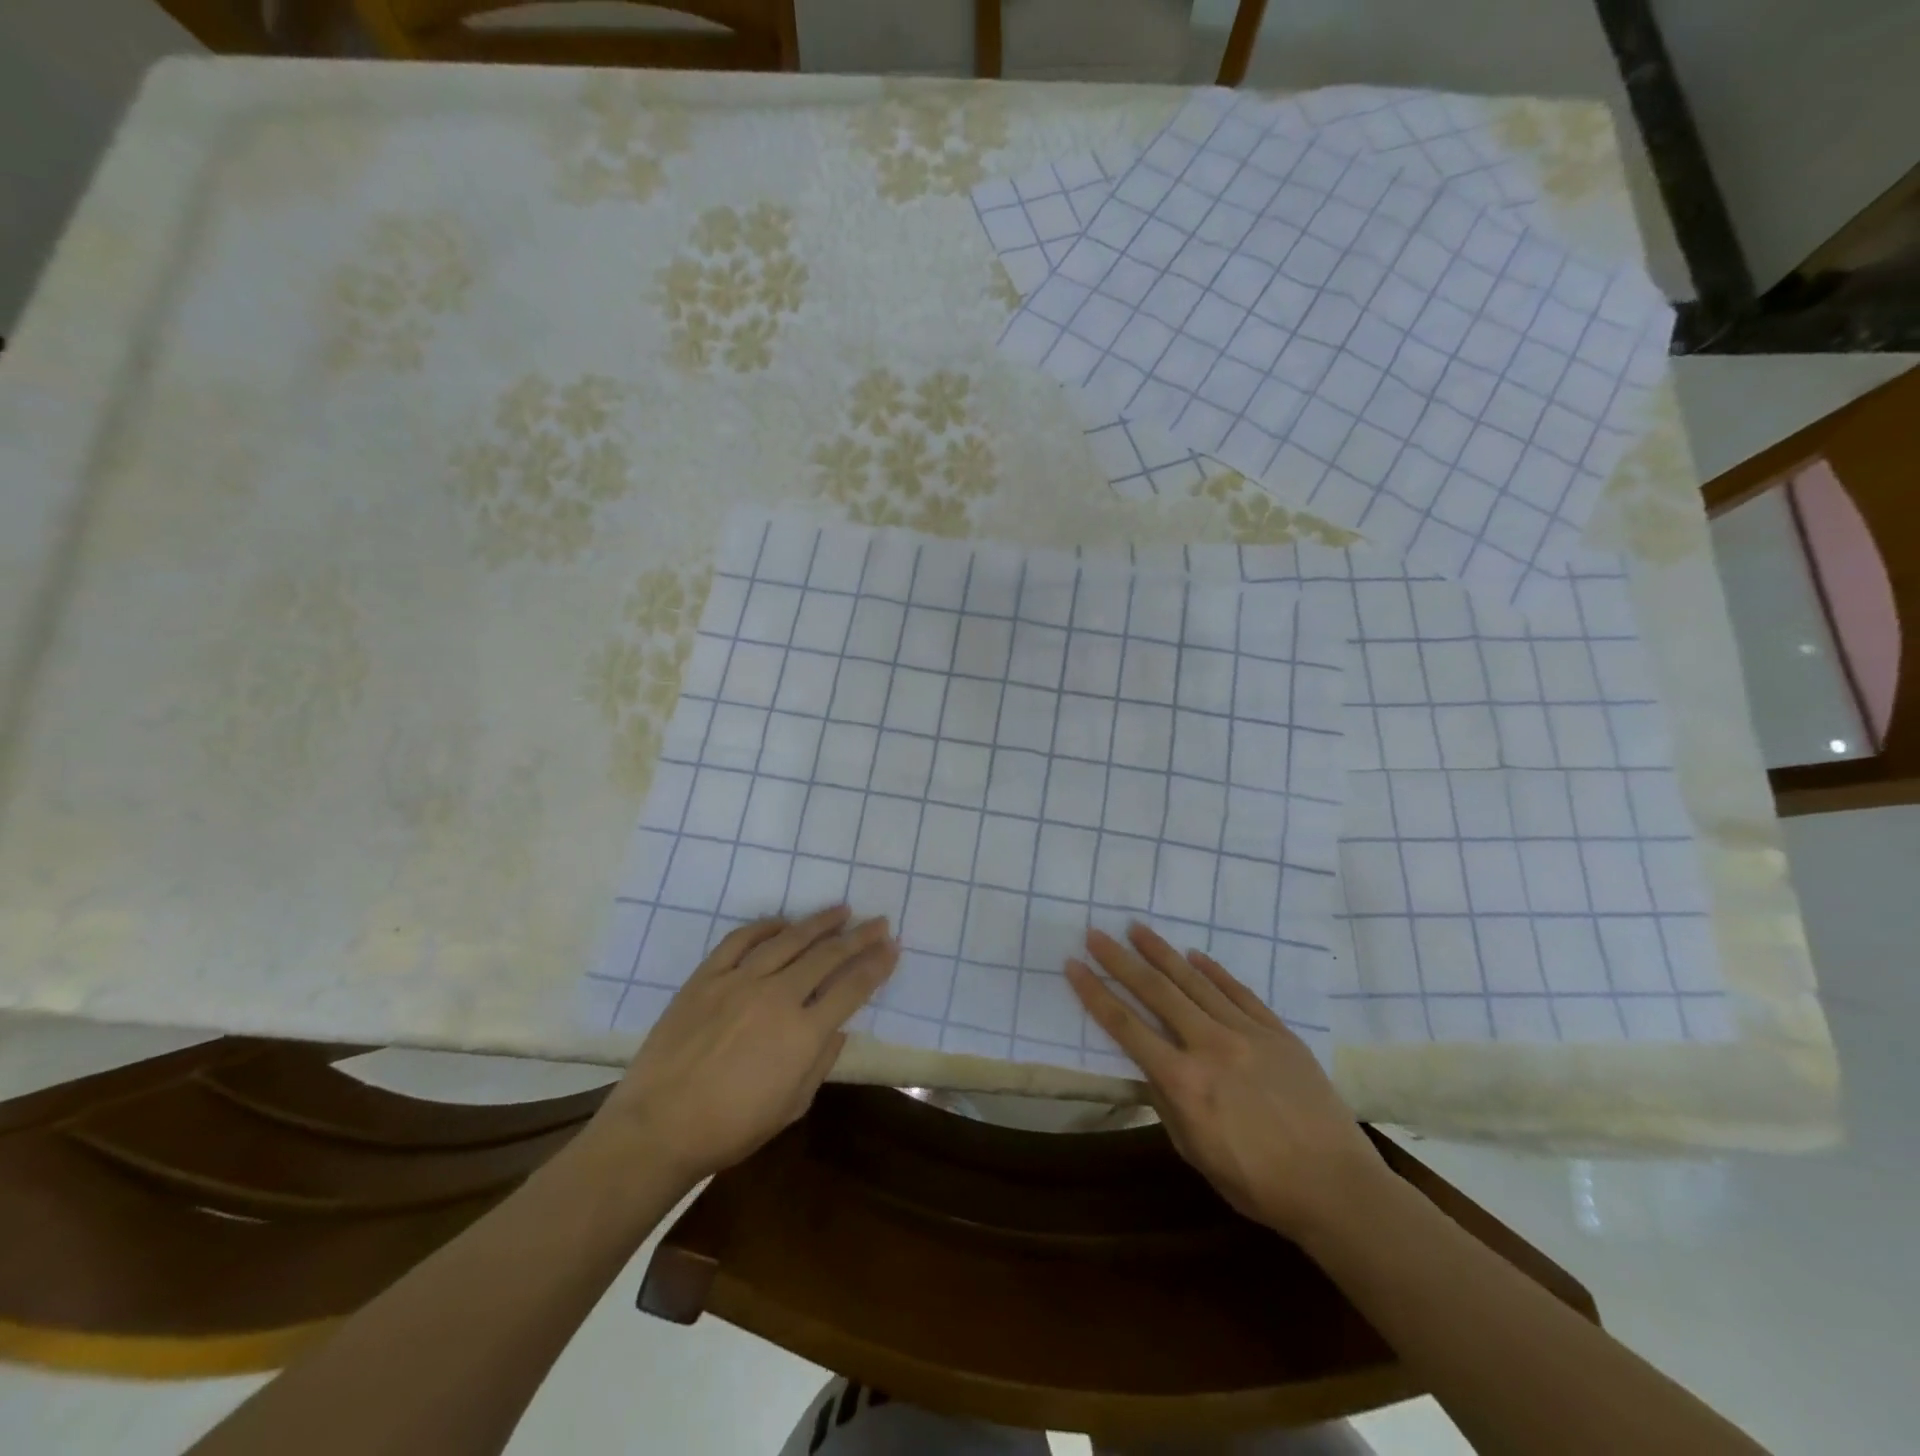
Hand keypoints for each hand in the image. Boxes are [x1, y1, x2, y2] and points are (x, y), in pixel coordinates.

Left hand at [594, 906, 896, 1185]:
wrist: (658, 1128)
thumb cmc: (730, 1128)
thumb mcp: (791, 1106)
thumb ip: (820, 1062)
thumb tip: (836, 1028)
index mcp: (803, 1033)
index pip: (851, 988)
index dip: (876, 965)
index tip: (892, 947)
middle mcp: (777, 997)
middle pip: (827, 956)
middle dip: (858, 937)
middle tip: (878, 922)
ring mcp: (739, 982)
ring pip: (788, 940)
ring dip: (818, 922)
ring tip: (840, 910)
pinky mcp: (706, 978)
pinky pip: (740, 940)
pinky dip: (765, 927)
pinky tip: (782, 922)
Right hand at [1065, 923, 1385, 1239]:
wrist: (1337, 1188)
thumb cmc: (1258, 1183)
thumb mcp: (1196, 1153)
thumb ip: (1166, 1103)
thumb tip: (1148, 1067)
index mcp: (1184, 1081)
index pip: (1127, 1027)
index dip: (1096, 994)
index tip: (1074, 965)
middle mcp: (1210, 1045)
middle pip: (1156, 992)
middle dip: (1121, 960)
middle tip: (1097, 933)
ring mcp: (1247, 1032)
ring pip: (1195, 982)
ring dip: (1162, 953)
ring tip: (1137, 928)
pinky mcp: (1277, 1032)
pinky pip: (1239, 991)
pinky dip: (1213, 971)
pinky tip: (1194, 955)